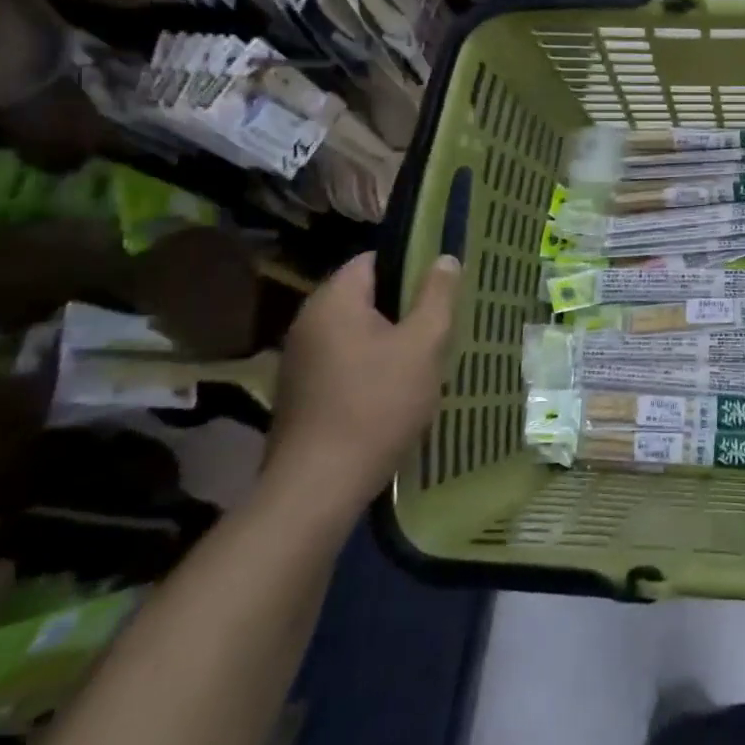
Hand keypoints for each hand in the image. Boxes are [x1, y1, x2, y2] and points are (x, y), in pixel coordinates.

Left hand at [264, 252, 459, 521]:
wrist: (318, 486)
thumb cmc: (377, 404)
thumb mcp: (423, 344)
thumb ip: (437, 296)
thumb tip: (445, 258)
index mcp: (334, 301)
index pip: (373, 259)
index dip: (410, 265)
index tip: (442, 285)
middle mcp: (308, 321)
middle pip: (364, 295)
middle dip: (404, 305)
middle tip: (442, 321)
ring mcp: (299, 359)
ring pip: (355, 330)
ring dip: (389, 337)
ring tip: (425, 354)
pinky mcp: (300, 392)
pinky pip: (343, 359)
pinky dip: (370, 364)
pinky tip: (395, 387)